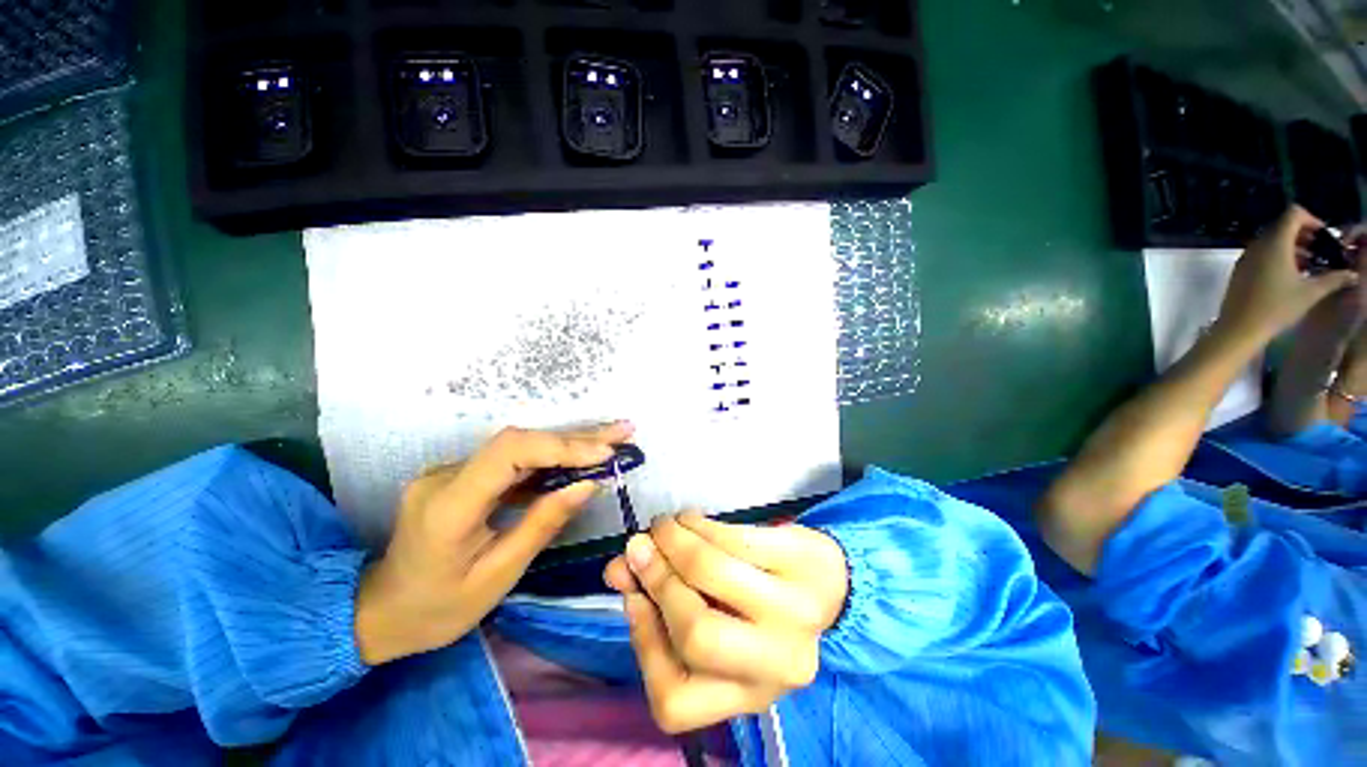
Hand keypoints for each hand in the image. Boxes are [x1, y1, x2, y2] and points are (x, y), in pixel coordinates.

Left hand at [354, 422, 633, 664]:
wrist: (381, 612)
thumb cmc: (437, 609)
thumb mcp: (498, 576)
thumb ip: (542, 524)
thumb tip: (587, 485)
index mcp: (449, 506)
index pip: (510, 453)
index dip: (561, 446)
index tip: (605, 455)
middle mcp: (446, 475)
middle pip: (520, 441)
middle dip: (578, 437)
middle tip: (623, 431)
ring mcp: (452, 470)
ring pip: (521, 445)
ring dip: (570, 442)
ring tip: (613, 438)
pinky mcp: (463, 474)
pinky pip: (514, 460)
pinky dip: (552, 458)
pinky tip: (582, 457)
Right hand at [604, 513, 847, 733]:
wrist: (825, 580)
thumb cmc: (759, 607)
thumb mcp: (713, 619)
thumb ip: (660, 602)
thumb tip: (618, 568)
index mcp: (747, 694)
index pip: (674, 699)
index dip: (643, 641)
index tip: (633, 595)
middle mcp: (777, 665)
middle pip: (697, 634)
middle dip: (659, 582)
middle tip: (640, 547)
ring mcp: (797, 613)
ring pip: (715, 575)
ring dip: (675, 544)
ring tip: (662, 527)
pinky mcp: (804, 561)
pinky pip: (736, 538)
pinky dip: (702, 525)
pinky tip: (690, 519)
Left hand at [1218, 206, 1358, 342]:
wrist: (1239, 328)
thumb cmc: (1277, 307)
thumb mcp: (1311, 292)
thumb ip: (1334, 279)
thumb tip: (1352, 274)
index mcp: (1274, 243)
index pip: (1292, 214)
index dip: (1311, 219)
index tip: (1324, 235)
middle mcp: (1258, 245)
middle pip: (1282, 226)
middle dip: (1304, 234)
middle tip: (1321, 250)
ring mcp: (1246, 257)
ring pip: (1272, 240)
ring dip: (1293, 246)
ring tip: (1311, 263)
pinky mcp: (1240, 270)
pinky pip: (1261, 254)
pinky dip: (1279, 256)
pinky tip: (1292, 274)